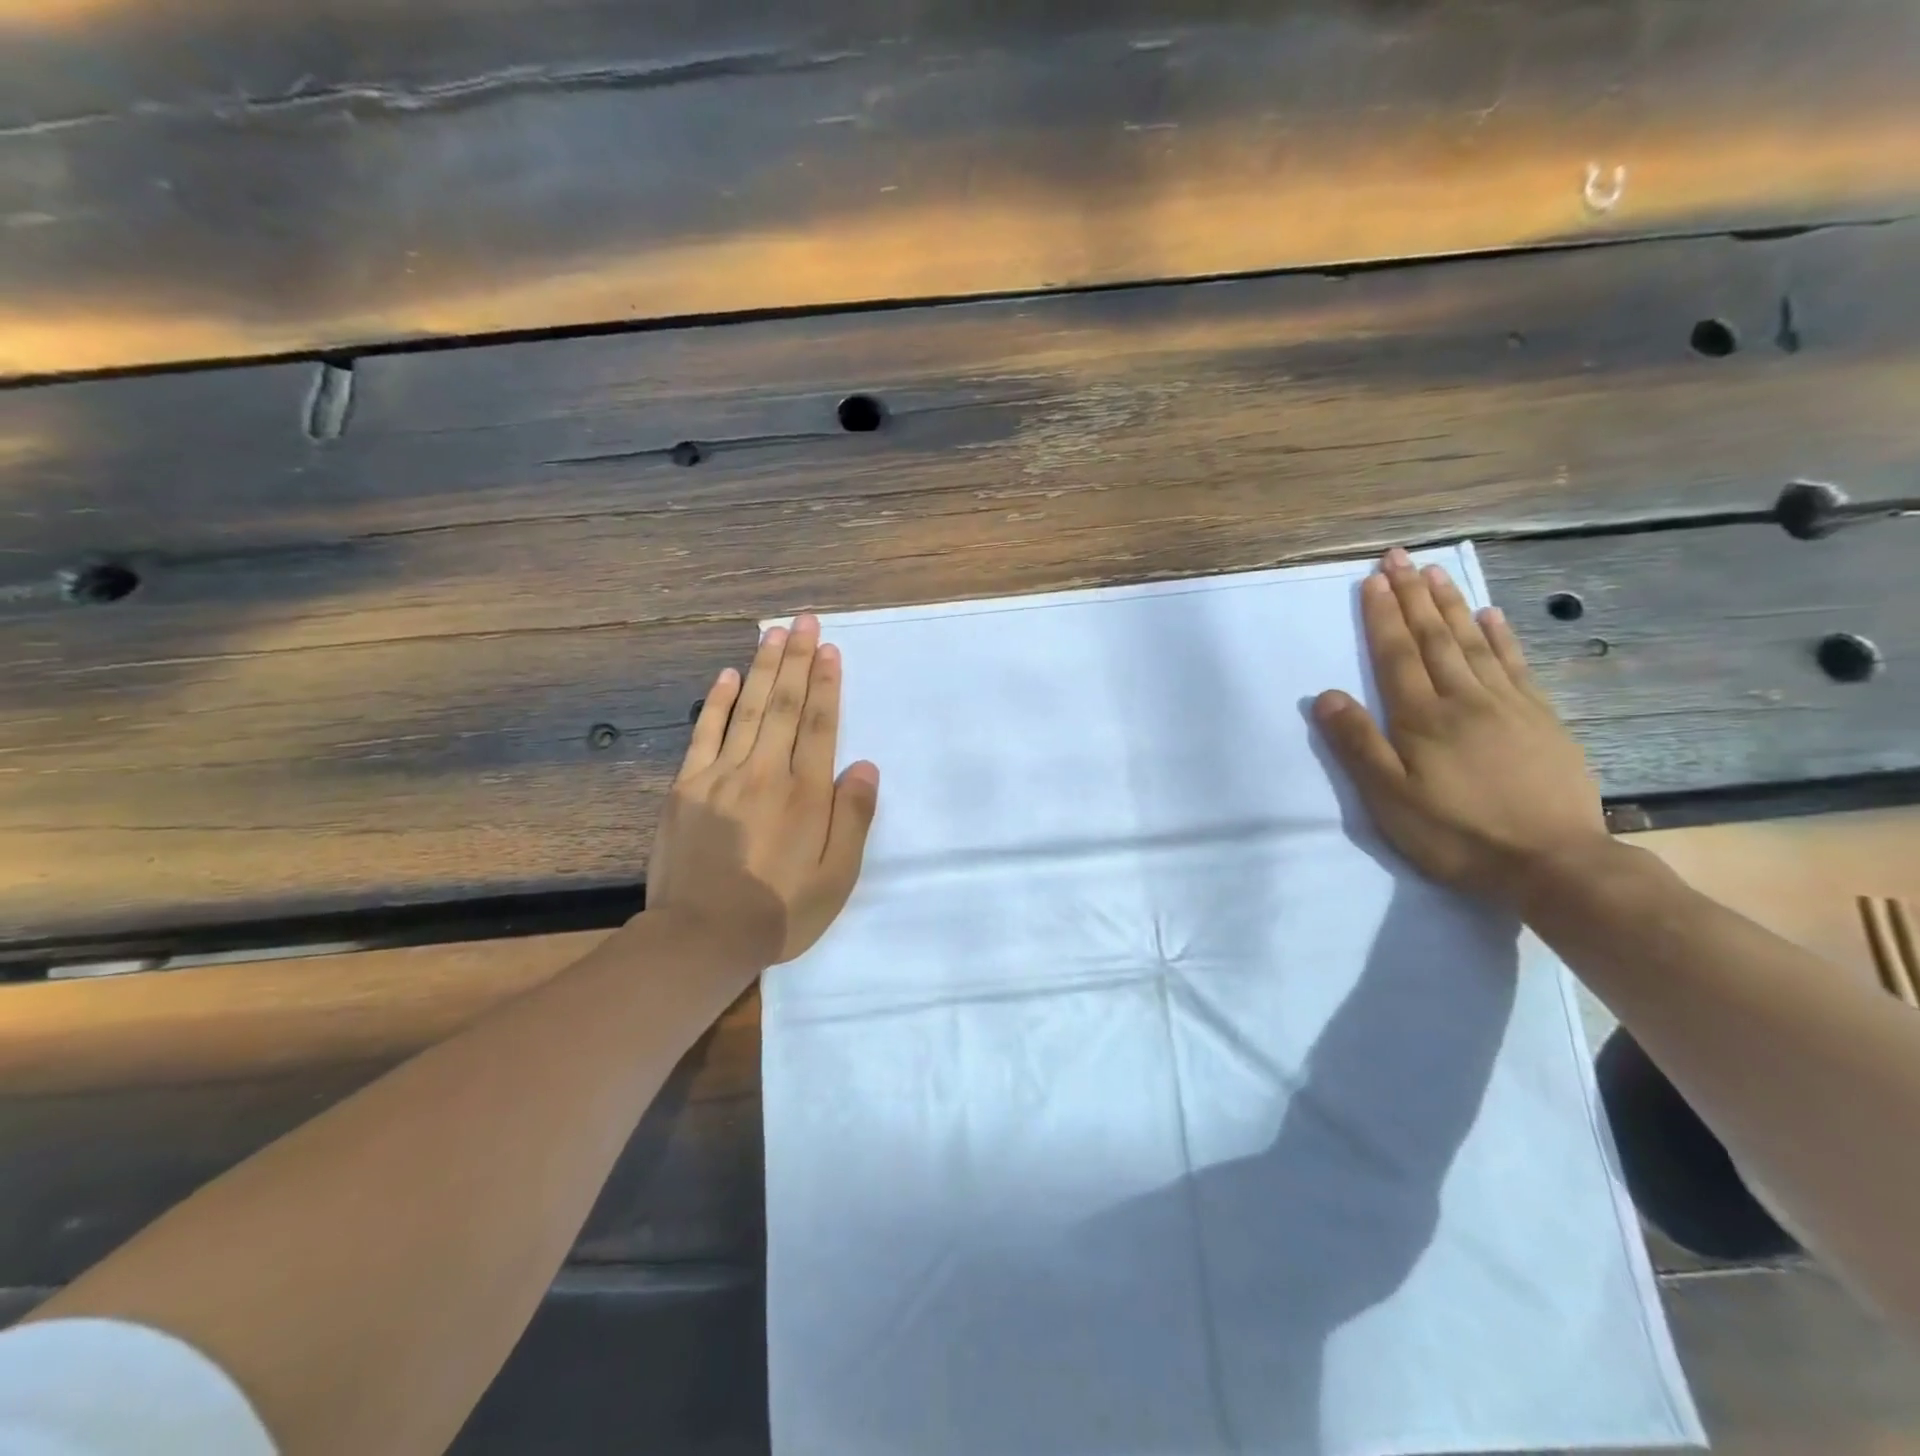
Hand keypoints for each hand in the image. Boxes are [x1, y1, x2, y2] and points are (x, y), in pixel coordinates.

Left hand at [645, 614, 880, 965]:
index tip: (831, 650)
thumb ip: (853, 817)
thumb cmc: (781, 909)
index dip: (828, 684)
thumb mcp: (838, 876)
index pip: (820, 724)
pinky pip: (705, 733)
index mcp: (806, 792)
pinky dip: (718, 702)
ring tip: (775, 633)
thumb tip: (864, 766)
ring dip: (765, 668)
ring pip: (749, 709)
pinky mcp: (688, 787)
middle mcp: (766, 771)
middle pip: (786, 705)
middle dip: (799, 659)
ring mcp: (722, 775)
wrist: (703, 936)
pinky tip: (729, 675)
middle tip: (806, 621)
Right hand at [1312, 548, 1607, 907]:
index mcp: (1422, 718)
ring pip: (1474, 642)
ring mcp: (1508, 705)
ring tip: (1436, 572)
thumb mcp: (1390, 799)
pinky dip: (1501, 636)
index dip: (1383, 616)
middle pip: (1434, 638)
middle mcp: (1463, 699)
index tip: (1373, 579)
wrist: (1553, 864)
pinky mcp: (1541, 719)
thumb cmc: (1457, 833)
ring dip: (1451, 605)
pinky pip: (1516, 665)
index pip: (1397, 655)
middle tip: (1399, 557)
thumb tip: (1325, 695)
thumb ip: (1358, 744)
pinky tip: (1491, 616)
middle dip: (1413, 595)